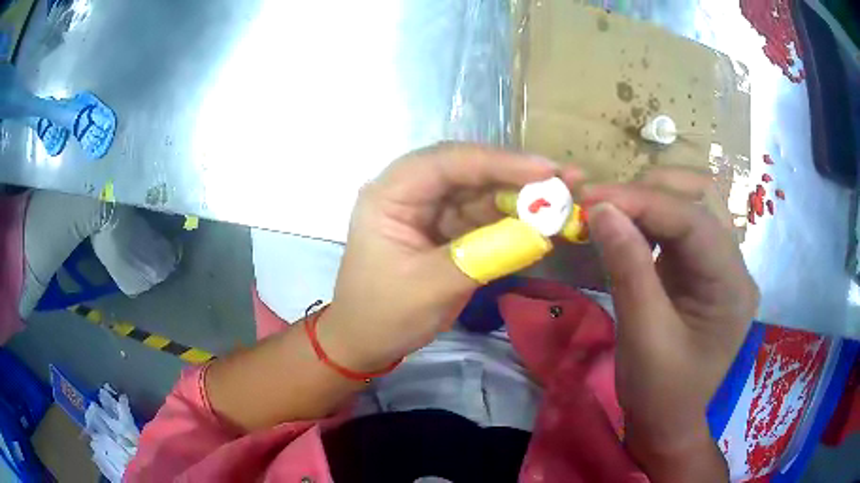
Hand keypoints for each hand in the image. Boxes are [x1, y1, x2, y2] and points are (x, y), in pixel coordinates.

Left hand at [319, 143, 578, 370]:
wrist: (366, 341)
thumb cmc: (384, 314)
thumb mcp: (432, 287)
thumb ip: (485, 255)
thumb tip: (541, 233)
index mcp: (390, 194)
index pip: (446, 162)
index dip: (499, 162)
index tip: (545, 170)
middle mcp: (410, 191)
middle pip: (468, 170)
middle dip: (517, 176)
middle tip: (566, 180)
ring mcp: (429, 209)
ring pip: (481, 191)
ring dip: (521, 197)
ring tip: (565, 201)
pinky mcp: (445, 228)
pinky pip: (483, 216)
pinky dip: (512, 221)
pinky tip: (542, 223)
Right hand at [581, 169, 757, 465]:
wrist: (667, 421)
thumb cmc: (660, 392)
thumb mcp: (643, 336)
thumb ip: (628, 268)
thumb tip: (600, 209)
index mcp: (733, 286)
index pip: (694, 222)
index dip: (644, 201)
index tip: (591, 197)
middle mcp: (735, 265)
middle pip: (701, 198)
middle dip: (650, 191)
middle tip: (601, 202)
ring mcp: (720, 264)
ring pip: (691, 204)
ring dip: (649, 199)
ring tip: (610, 209)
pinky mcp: (702, 268)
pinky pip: (679, 226)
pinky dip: (649, 218)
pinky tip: (626, 226)